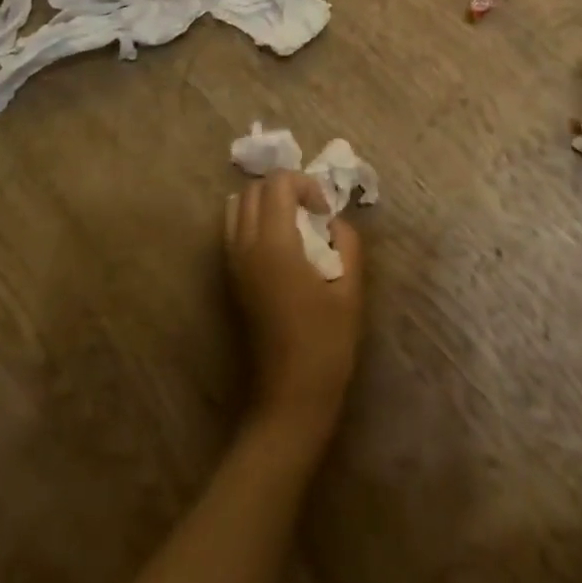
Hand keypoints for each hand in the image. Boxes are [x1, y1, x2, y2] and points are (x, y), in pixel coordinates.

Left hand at [225, 172, 363, 441]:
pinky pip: (233, 230)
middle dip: (285, 188)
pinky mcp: (231, 280)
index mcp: (274, 244)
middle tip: (312, 211)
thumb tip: (334, 221)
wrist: (290, 399)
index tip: (325, 212)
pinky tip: (279, 243)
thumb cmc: (326, 344)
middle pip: (254, 189)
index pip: (278, 183)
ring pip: (237, 206)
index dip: (306, 185)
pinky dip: (252, 220)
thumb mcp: (350, 288)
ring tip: (294, 222)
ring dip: (265, 202)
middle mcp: (246, 246)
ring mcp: (233, 263)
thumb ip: (347, 241)